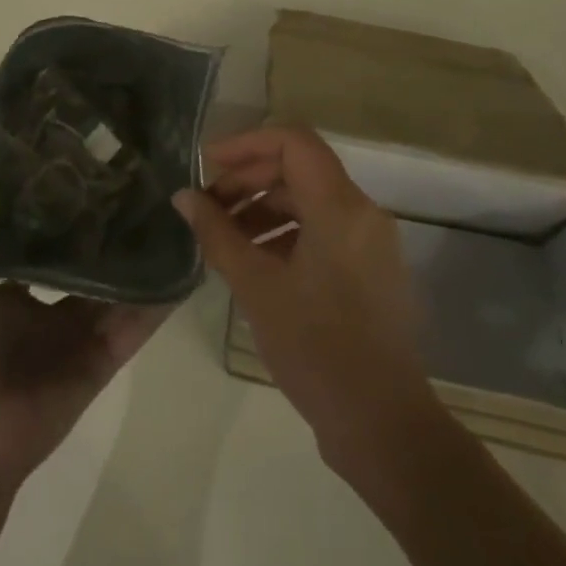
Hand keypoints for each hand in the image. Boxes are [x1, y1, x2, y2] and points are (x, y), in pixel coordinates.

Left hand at [0, 141, 171, 500]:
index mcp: (8, 277)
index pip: (40, 223)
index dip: (58, 189)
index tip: (82, 146)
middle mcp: (48, 296)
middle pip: (84, 248)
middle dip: (106, 214)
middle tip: (137, 165)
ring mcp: (79, 326)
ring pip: (117, 279)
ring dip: (140, 249)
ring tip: (171, 200)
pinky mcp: (106, 353)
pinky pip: (138, 318)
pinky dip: (161, 294)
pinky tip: (187, 257)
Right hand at [172, 126, 438, 472]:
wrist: (382, 424)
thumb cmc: (316, 349)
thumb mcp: (256, 287)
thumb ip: (217, 234)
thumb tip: (184, 196)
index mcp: (341, 207)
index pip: (293, 141)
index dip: (245, 144)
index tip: (207, 165)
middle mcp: (362, 213)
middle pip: (299, 169)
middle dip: (248, 180)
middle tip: (207, 207)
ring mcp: (369, 241)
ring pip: (308, 200)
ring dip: (262, 207)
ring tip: (222, 237)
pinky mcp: (368, 268)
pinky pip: (322, 229)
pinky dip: (284, 232)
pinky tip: (252, 260)